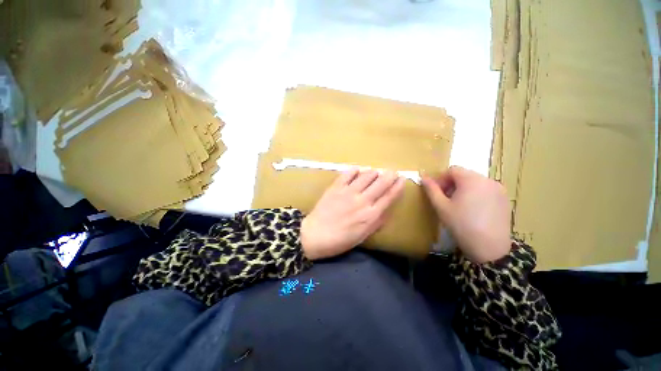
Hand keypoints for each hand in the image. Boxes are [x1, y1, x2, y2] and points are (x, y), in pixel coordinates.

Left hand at [301, 169, 404, 259]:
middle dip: (389, 175)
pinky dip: (354, 170)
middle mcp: (362, 201)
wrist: (315, 235)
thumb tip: (386, 211)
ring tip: (375, 172)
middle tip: (392, 171)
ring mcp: (348, 192)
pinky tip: (358, 170)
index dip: (397, 186)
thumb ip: (376, 223)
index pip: (389, 197)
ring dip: (373, 172)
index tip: (402, 179)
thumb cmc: (340, 240)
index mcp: (370, 215)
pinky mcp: (336, 187)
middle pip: (380, 183)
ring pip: (366, 176)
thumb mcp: (362, 236)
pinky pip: (347, 174)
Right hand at [422, 166, 510, 262]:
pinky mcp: (504, 199)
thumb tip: (423, 177)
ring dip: (463, 189)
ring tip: (458, 205)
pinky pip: (485, 190)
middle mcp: (488, 180)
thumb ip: (431, 189)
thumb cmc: (461, 225)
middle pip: (464, 175)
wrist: (490, 248)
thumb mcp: (441, 206)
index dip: (441, 179)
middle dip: (451, 184)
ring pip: (475, 182)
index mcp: (471, 180)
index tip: (436, 193)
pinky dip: (475, 194)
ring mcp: (499, 189)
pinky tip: (472, 210)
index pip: (452, 170)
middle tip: (445, 199)